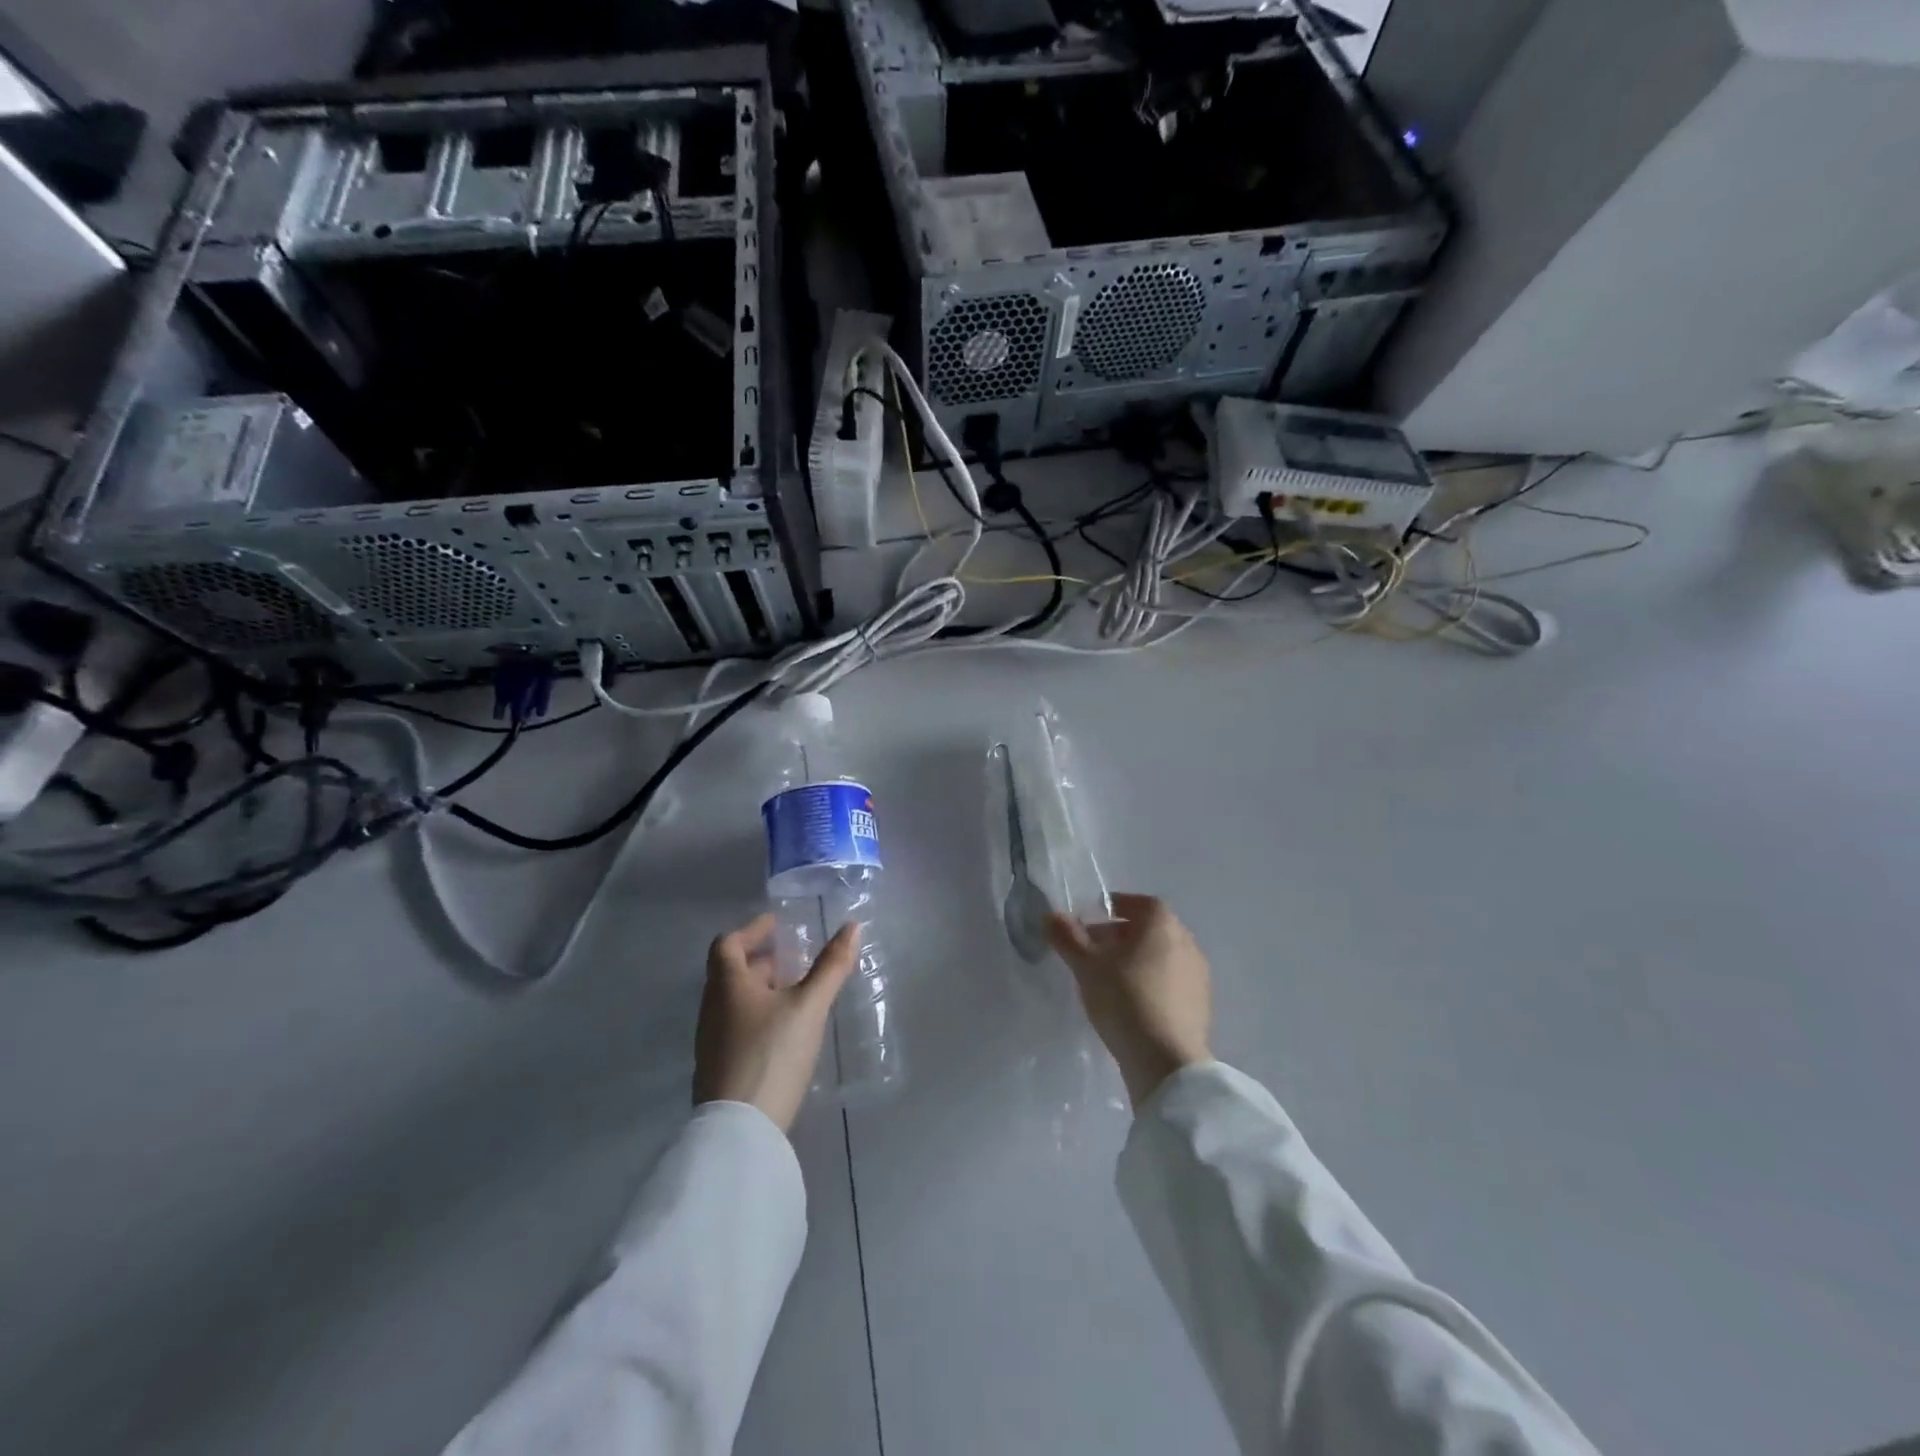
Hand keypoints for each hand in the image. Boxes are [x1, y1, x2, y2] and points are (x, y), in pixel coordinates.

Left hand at [694, 913, 860, 1133]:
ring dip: (759, 990)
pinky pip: (735, 1028)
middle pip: (729, 973)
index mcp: (727, 986)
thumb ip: (831, 967)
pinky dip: (756, 1016)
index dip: (751, 930)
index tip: (776, 924)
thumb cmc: (772, 1054)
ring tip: (793, 993)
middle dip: (760, 961)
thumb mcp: (809, 1006)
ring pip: (733, 1002)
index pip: (728, 944)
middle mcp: (713, 1009)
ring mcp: (711, 1042)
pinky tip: (782, 1032)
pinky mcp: (718, 1069)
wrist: (739, 1131)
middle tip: (791, 959)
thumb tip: (852, 926)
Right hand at [1045, 893, 1212, 1109]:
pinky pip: (1170, 982)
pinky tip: (1130, 1004)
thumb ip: (1068, 937)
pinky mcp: (1201, 1006)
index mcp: (1163, 924)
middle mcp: (1187, 942)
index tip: (1090, 921)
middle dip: (1120, 935)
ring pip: (1160, 957)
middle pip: (1149, 929)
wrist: (1168, 1063)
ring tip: (1107, 980)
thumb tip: (1050, 915)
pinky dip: (1149, 984)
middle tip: (1092, 951)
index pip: (1139, 903)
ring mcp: (1198, 975)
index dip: (1114, 907)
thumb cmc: (1125, 999)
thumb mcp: (1087, 966)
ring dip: (1135, 961)